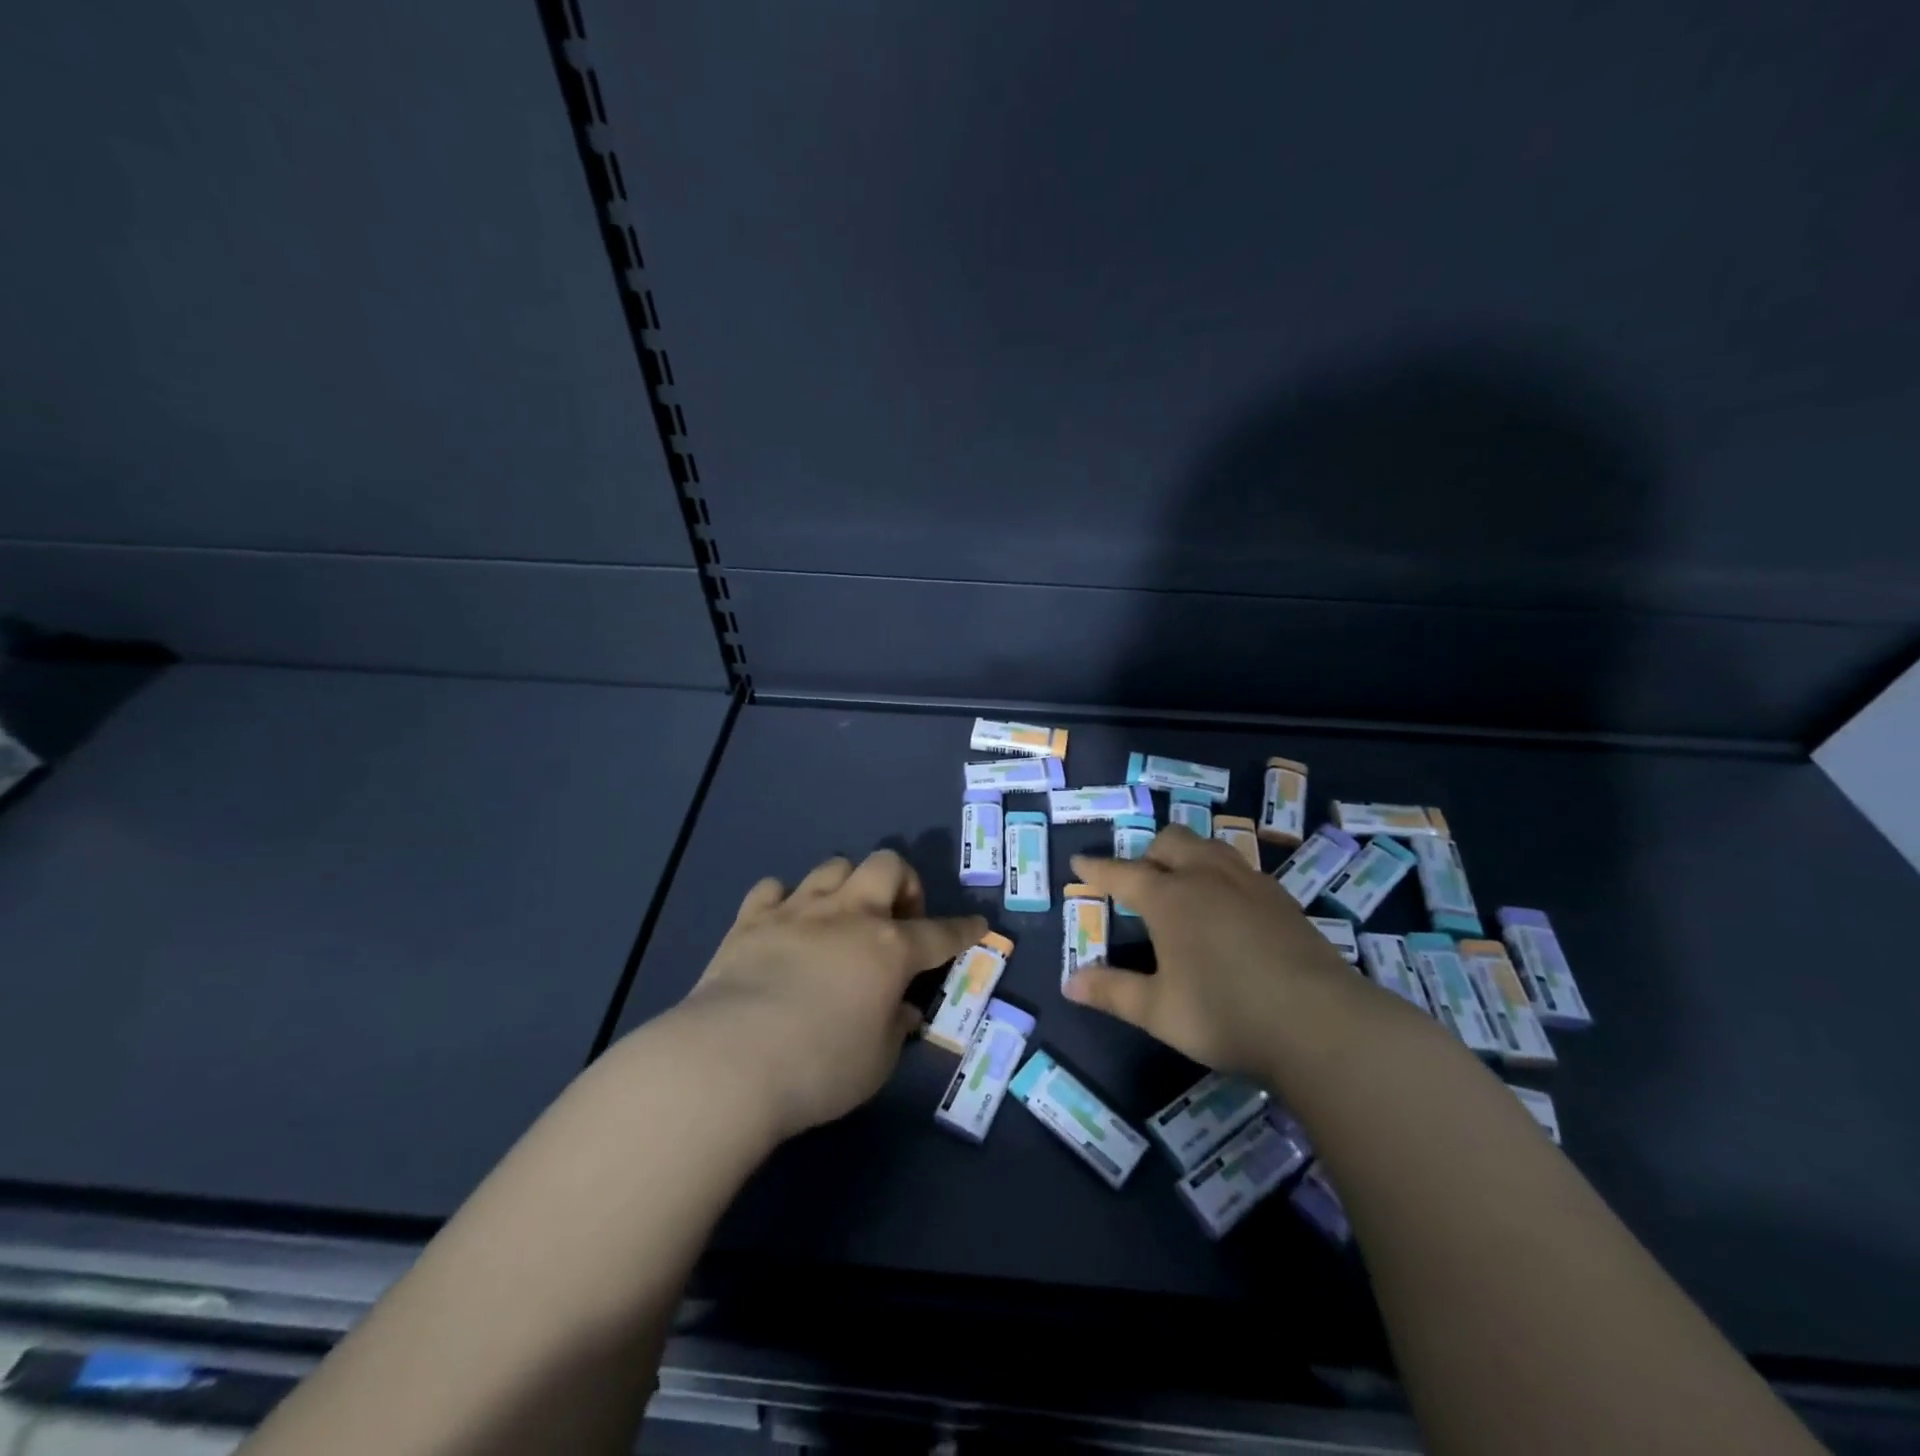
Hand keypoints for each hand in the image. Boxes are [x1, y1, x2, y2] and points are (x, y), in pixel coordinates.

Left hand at [676, 849, 984, 1138]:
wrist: (730, 1061)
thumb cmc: (819, 1068)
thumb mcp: (876, 1062)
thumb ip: (894, 1029)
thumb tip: (900, 1009)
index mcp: (889, 949)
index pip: (941, 933)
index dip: (963, 929)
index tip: (977, 925)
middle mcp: (849, 916)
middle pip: (887, 865)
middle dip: (902, 883)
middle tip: (896, 919)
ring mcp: (797, 911)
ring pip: (834, 866)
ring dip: (846, 886)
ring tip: (840, 918)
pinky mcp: (751, 920)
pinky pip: (773, 888)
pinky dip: (784, 901)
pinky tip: (784, 926)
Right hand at [1064, 823, 1360, 1075]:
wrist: (1320, 1024)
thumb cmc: (1225, 1015)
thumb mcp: (1158, 1011)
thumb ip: (1112, 992)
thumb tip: (1069, 983)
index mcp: (1170, 898)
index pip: (1122, 874)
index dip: (1098, 869)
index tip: (1079, 862)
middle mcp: (1207, 878)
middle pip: (1171, 841)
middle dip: (1149, 852)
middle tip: (1140, 879)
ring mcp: (1250, 884)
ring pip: (1211, 847)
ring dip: (1189, 854)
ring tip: (1184, 880)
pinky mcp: (1283, 900)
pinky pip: (1242, 868)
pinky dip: (1222, 873)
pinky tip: (1229, 903)